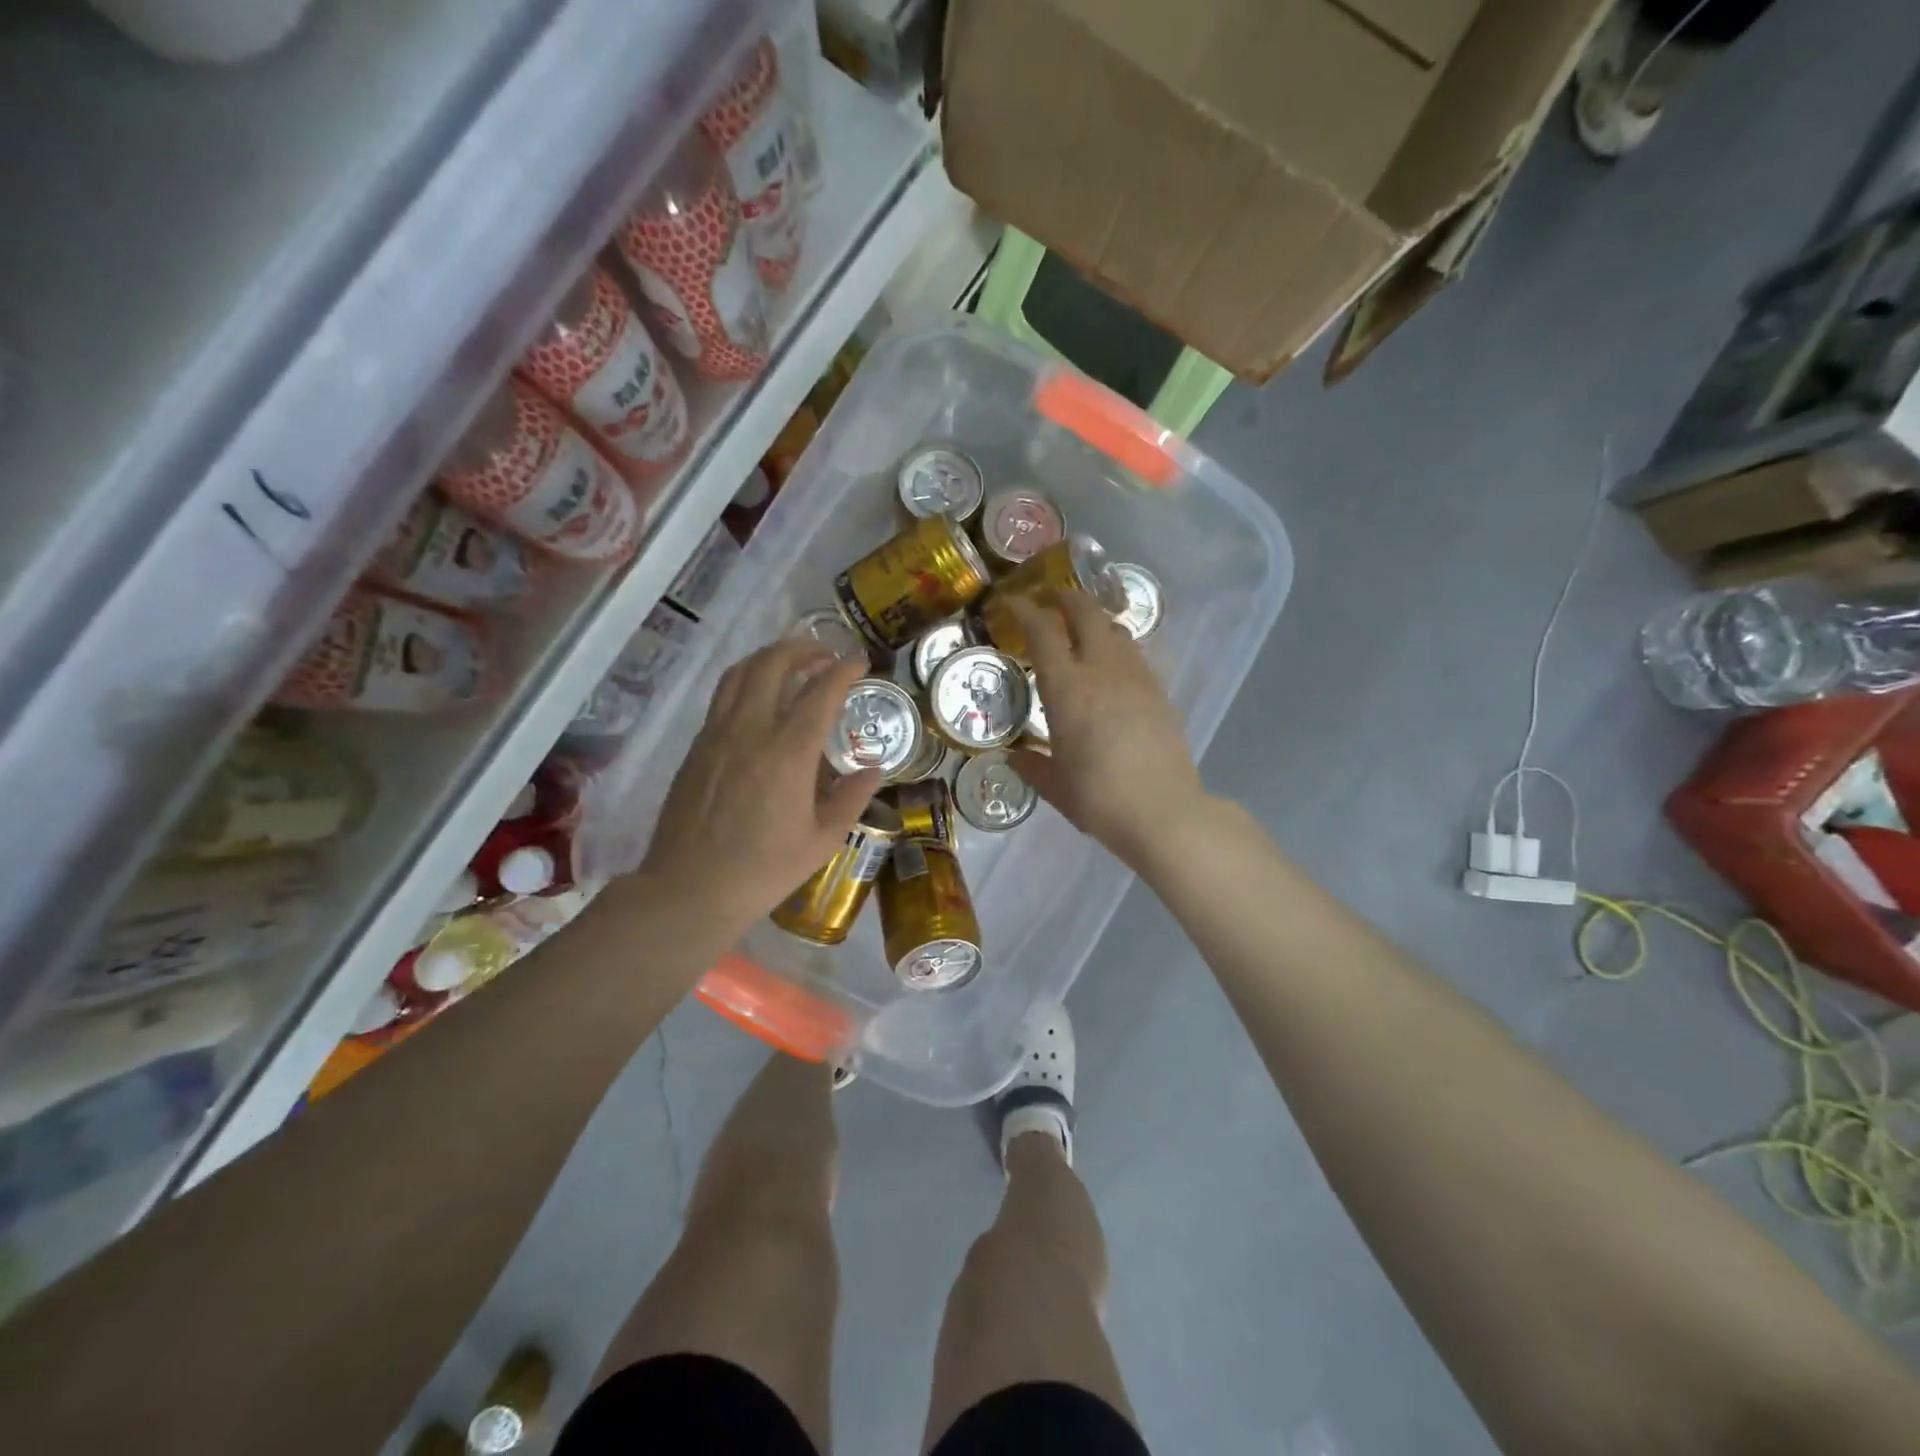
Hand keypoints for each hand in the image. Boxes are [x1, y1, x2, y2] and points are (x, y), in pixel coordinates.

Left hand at [640, 640, 879, 934]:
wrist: (690, 888)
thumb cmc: (764, 870)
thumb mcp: (822, 840)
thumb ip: (852, 798)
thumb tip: (874, 770)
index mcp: (788, 753)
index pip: (820, 693)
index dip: (843, 670)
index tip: (859, 662)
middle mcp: (750, 730)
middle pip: (773, 665)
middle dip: (803, 649)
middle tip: (825, 654)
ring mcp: (717, 734)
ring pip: (740, 673)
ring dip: (769, 657)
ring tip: (791, 663)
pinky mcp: (697, 746)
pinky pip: (722, 696)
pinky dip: (746, 681)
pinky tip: (759, 699)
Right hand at [1006, 590, 1206, 869]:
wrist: (1163, 811)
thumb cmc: (1099, 799)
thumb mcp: (1055, 786)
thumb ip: (1032, 766)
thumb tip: (1015, 756)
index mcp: (1067, 688)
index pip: (1043, 632)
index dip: (1026, 610)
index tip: (1013, 602)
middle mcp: (1102, 670)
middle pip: (1086, 613)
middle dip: (1066, 598)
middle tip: (1051, 601)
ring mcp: (1137, 677)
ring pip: (1115, 629)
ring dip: (1095, 620)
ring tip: (1081, 631)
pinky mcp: (1160, 692)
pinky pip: (1134, 654)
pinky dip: (1116, 647)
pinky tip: (1111, 668)